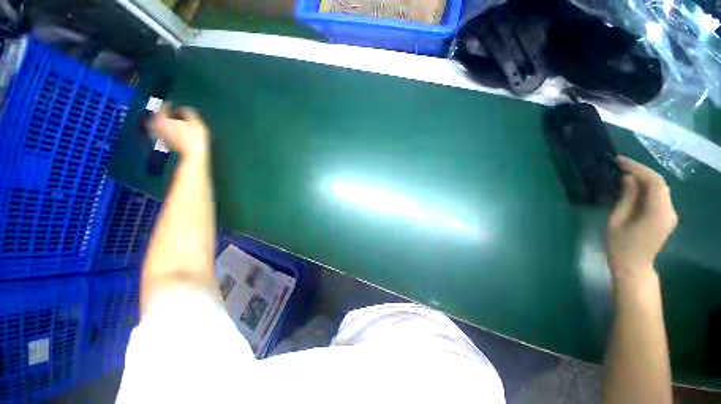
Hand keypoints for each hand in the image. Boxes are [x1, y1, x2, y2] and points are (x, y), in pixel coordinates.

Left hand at [150, 106, 209, 159]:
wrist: (194, 155)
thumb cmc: (195, 137)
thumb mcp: (196, 122)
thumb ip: (188, 112)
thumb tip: (183, 108)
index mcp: (163, 119)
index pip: (162, 108)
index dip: (168, 104)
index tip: (173, 104)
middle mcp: (157, 126)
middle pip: (158, 117)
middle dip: (164, 114)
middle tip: (171, 112)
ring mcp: (160, 136)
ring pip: (159, 125)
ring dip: (164, 122)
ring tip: (172, 121)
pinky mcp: (165, 143)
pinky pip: (162, 133)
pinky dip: (166, 130)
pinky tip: (173, 131)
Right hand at [607, 156, 677, 279]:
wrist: (633, 267)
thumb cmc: (620, 246)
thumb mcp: (617, 221)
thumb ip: (626, 198)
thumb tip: (628, 179)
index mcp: (658, 213)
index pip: (654, 182)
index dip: (638, 168)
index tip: (620, 160)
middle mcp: (670, 211)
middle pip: (660, 184)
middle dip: (641, 170)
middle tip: (620, 164)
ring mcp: (670, 215)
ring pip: (660, 189)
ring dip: (644, 178)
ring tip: (624, 172)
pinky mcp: (666, 217)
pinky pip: (659, 196)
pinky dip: (647, 187)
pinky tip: (634, 185)